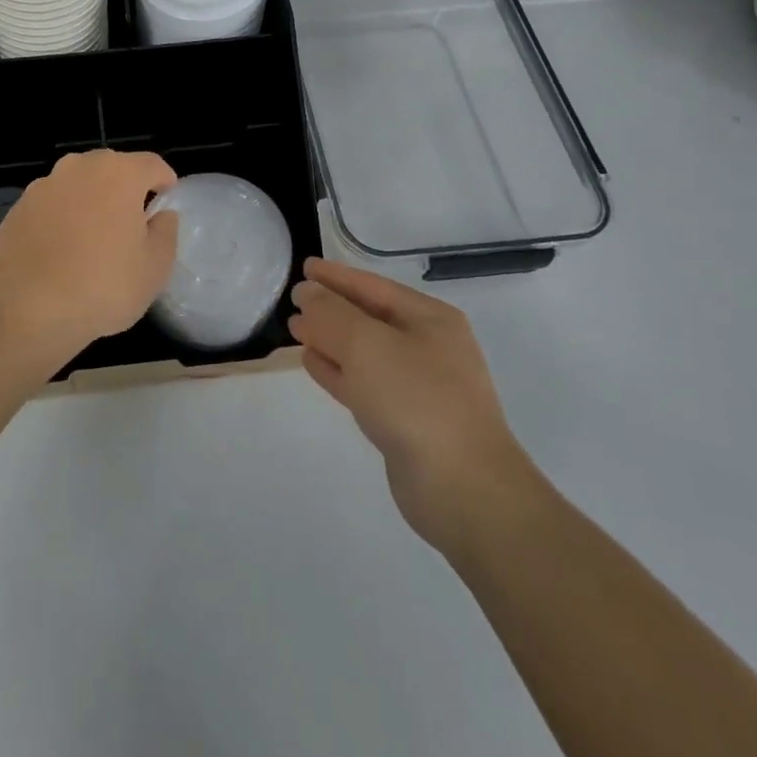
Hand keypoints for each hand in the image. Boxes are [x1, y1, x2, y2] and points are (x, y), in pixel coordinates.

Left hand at [0, 149, 178, 363]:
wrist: (25, 309)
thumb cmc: (102, 286)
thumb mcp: (155, 267)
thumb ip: (165, 231)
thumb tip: (160, 215)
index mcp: (118, 173)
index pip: (152, 164)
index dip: (165, 183)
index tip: (166, 205)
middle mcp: (79, 167)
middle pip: (112, 169)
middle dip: (125, 190)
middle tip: (131, 226)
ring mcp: (43, 185)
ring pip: (79, 186)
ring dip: (91, 203)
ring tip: (93, 242)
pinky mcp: (18, 207)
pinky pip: (52, 206)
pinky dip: (61, 219)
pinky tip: (61, 253)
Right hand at [288, 258, 538, 559]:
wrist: (464, 489)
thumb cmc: (416, 399)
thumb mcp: (366, 344)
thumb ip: (331, 314)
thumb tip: (308, 294)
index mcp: (430, 319)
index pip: (373, 286)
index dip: (336, 275)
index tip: (303, 267)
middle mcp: (428, 347)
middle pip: (369, 317)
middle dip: (330, 308)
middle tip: (293, 301)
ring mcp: (419, 387)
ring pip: (364, 352)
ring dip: (329, 339)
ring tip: (296, 330)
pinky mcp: (406, 421)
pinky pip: (364, 383)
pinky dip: (338, 371)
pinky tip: (311, 363)